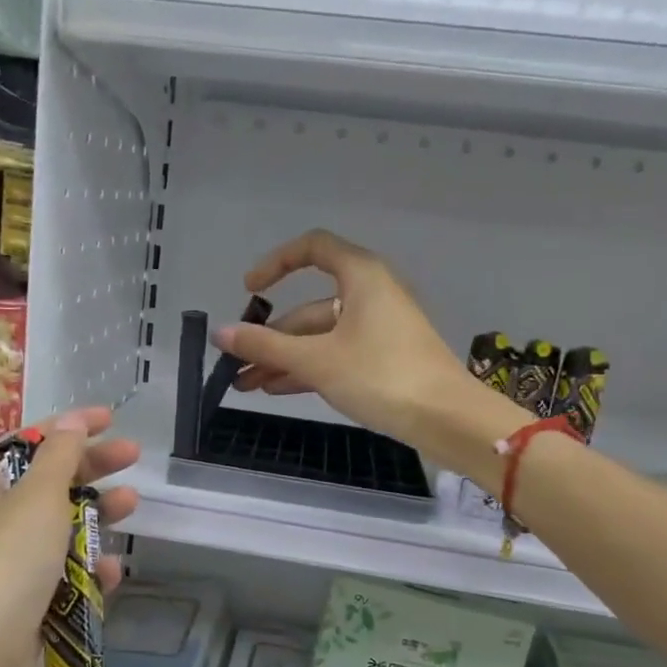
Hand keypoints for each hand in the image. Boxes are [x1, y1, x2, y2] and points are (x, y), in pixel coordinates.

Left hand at [0, 408, 138, 666]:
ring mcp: (3, 576)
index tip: (111, 418)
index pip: (22, 445)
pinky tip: (113, 572)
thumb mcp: (33, 504)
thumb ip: (58, 460)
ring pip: (56, 534)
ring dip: (93, 518)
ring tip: (131, 507)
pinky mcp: (22, 616)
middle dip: (88, 469)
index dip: (66, 427)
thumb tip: (72, 421)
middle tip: (134, 457)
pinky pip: (62, 582)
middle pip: (43, 486)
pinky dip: (87, 572)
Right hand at [211, 229, 481, 454]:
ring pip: (320, 337)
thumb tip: (220, 334)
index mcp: (360, 276)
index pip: (313, 248)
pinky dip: (308, 368)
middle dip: (270, 337)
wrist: (446, 418)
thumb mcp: (317, 360)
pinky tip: (277, 389)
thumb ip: (265, 346)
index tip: (249, 290)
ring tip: (246, 384)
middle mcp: (370, 295)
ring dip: (284, 358)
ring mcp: (378, 329)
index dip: (276, 263)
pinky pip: (336, 354)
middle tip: (235, 364)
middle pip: (309, 307)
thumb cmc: (381, 375)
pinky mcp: (384, 358)